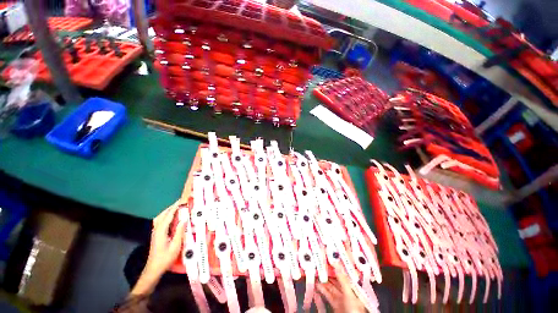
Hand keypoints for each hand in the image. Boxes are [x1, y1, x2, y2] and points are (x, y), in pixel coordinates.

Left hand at [131, 201, 185, 295]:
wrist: (153, 270)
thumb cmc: (165, 259)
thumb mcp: (175, 246)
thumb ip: (179, 232)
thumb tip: (184, 219)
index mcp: (161, 231)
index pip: (168, 215)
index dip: (175, 207)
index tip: (182, 200)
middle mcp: (157, 229)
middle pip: (163, 215)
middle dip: (172, 207)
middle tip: (181, 202)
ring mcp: (155, 232)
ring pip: (161, 217)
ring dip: (168, 211)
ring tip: (177, 208)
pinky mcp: (156, 235)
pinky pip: (161, 221)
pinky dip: (166, 216)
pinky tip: (172, 218)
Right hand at [316, 269, 364, 312]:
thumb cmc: (354, 310)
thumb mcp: (350, 294)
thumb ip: (343, 280)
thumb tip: (337, 265)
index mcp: (355, 289)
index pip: (346, 275)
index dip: (339, 267)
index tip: (331, 259)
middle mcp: (348, 293)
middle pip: (338, 280)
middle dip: (330, 273)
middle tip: (321, 265)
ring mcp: (342, 299)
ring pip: (332, 287)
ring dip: (325, 281)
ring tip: (317, 273)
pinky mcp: (335, 305)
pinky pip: (328, 295)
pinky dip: (323, 290)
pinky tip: (318, 284)